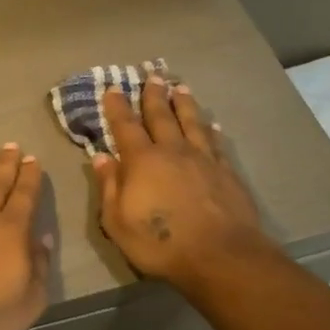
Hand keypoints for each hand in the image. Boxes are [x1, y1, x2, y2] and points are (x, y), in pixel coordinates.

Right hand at [93, 78, 271, 286]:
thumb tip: (102, 157)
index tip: (114, 88)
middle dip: (154, 95)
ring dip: (184, 104)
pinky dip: (212, 130)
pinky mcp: (227, 172)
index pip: (126, 127)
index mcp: (142, 161)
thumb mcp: (118, 222)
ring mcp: (203, 159)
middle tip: (152, 75)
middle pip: (162, 116)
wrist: (220, 255)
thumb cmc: (160, 243)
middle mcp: (173, 151)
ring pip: (192, 123)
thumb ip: (109, 187)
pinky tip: (213, 124)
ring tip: (180, 87)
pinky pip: (217, 143)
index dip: (118, 107)